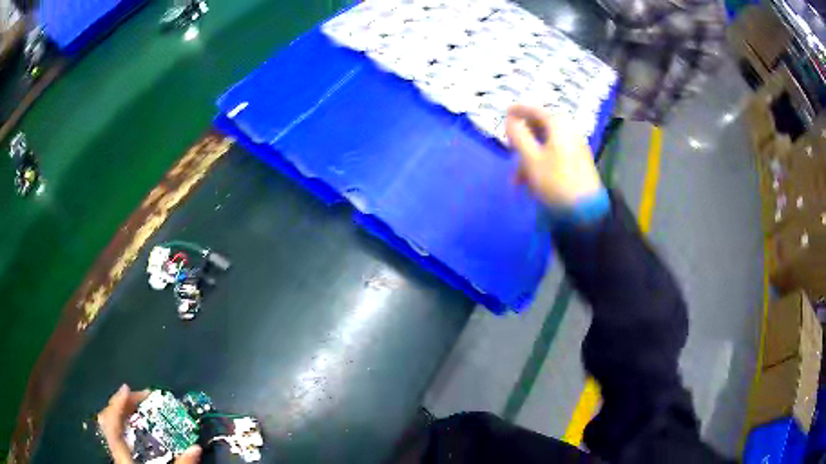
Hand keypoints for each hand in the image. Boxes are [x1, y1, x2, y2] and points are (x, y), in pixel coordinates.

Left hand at [98, 384, 201, 463]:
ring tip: (137, 405)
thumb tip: (196, 447)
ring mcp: (118, 455)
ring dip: (122, 411)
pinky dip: (123, 423)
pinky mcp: (123, 458)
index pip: (113, 426)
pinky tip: (134, 424)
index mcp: (124, 458)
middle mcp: (117, 453)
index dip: (117, 404)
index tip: (127, 388)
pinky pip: (117, 434)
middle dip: (122, 404)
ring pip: (110, 426)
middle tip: (141, 397)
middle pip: (109, 421)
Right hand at [505, 105, 603, 207]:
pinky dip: (541, 164)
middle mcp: (569, 132)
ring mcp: (575, 148)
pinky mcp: (578, 163)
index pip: (535, 110)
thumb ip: (518, 136)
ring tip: (517, 180)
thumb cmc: (555, 181)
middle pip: (541, 129)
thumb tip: (510, 120)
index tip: (505, 112)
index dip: (518, 110)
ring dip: (529, 158)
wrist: (585, 210)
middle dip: (522, 140)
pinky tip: (532, 182)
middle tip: (510, 148)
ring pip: (546, 146)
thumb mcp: (531, 158)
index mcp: (558, 126)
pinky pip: (554, 156)